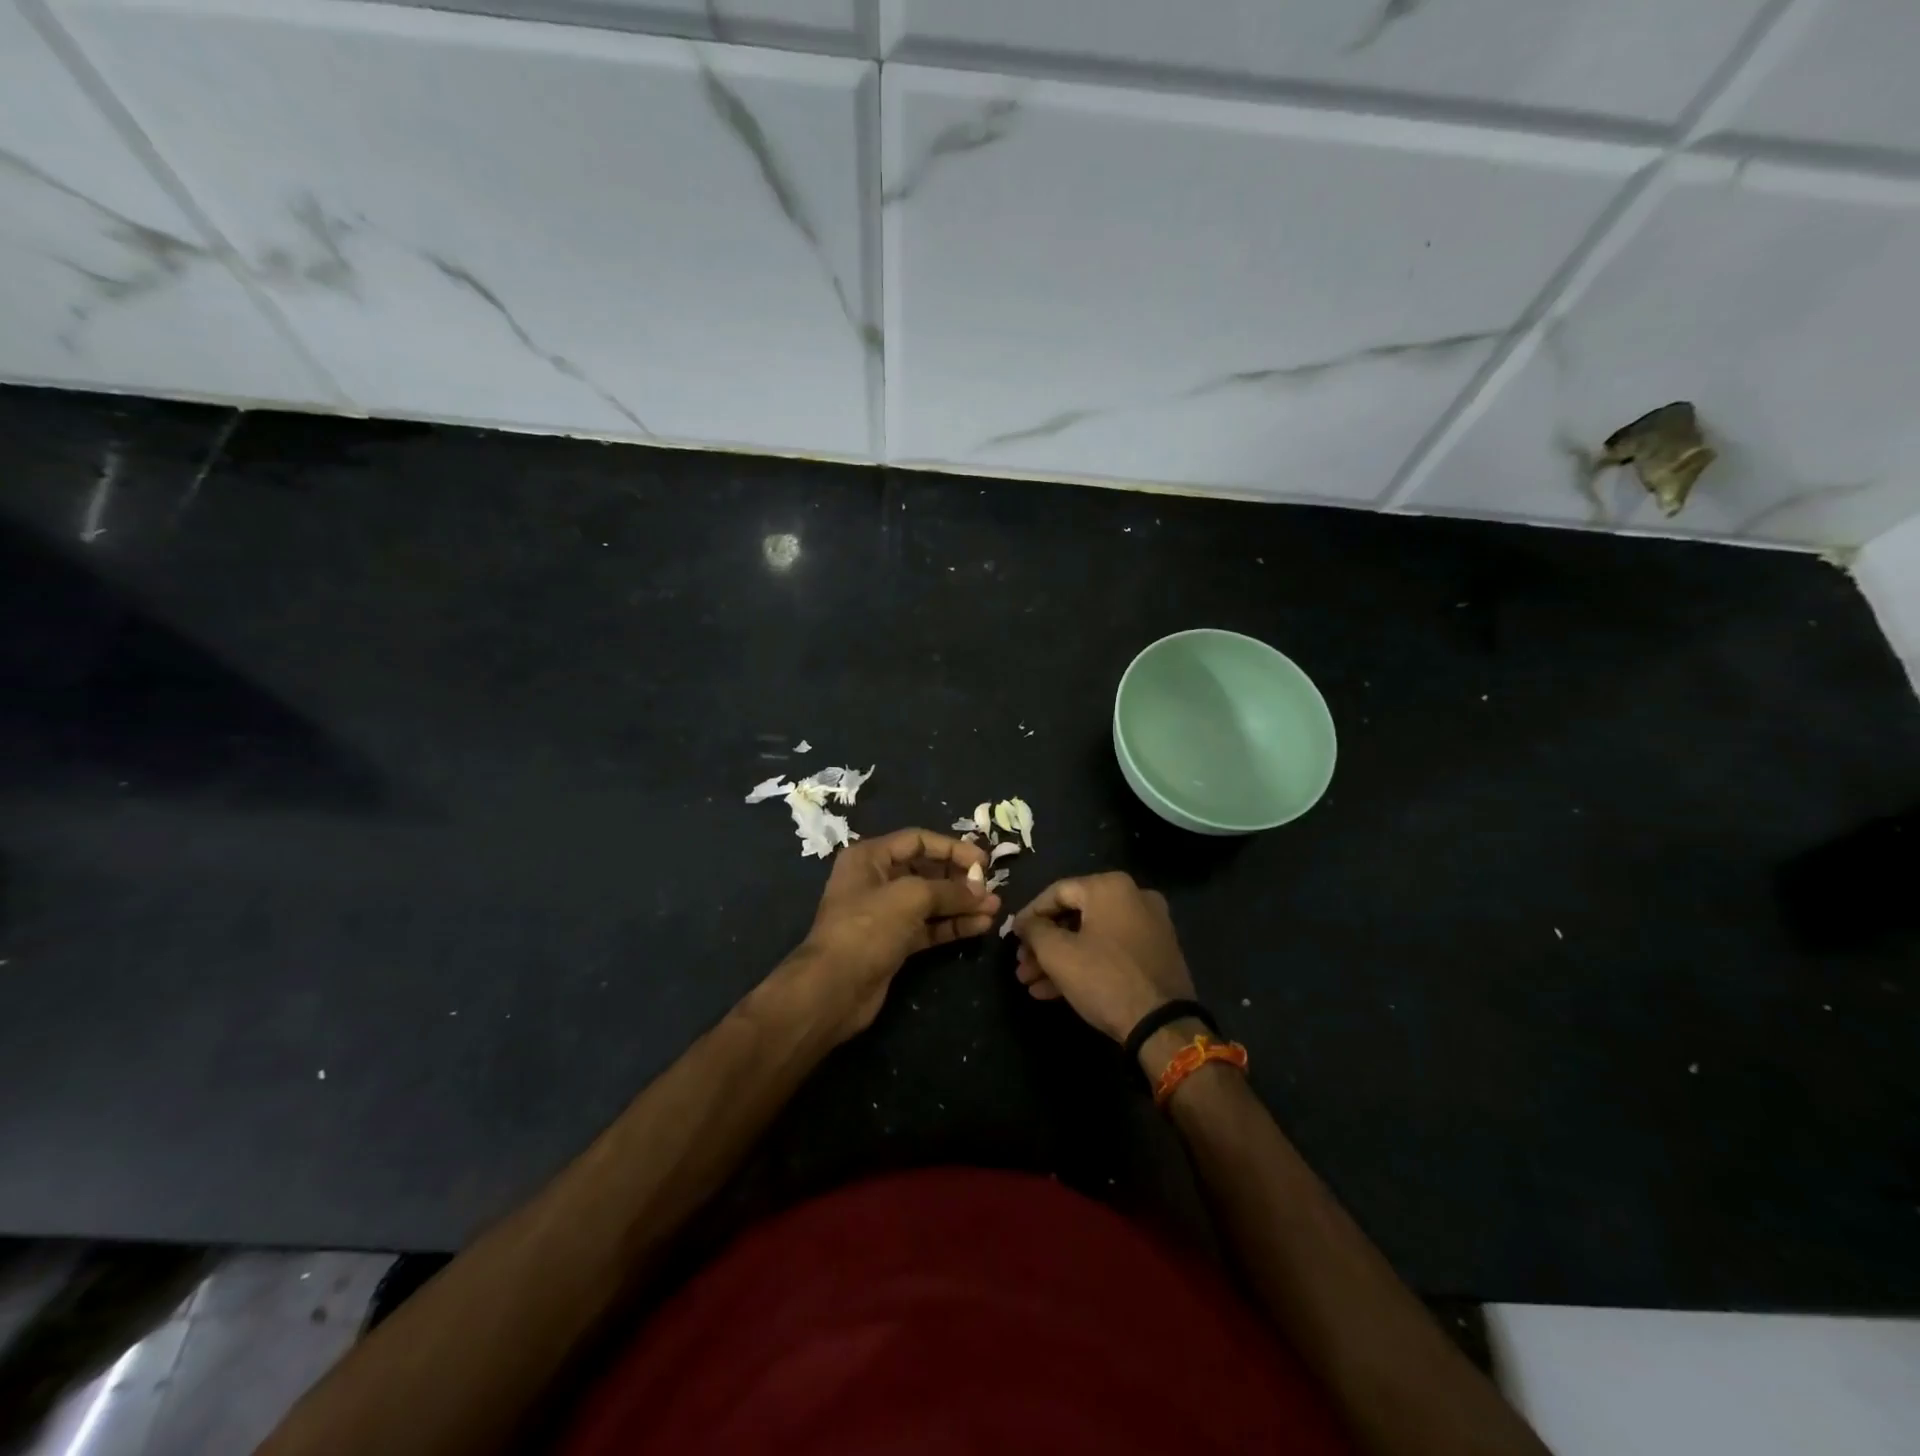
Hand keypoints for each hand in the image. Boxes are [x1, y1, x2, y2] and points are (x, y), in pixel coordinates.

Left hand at [789, 827, 999, 1042]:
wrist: (833, 988)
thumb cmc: (867, 928)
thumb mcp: (910, 897)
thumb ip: (949, 890)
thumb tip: (981, 891)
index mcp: (870, 857)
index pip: (918, 841)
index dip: (952, 848)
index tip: (983, 862)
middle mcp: (876, 880)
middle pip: (926, 870)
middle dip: (960, 879)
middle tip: (990, 888)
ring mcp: (885, 913)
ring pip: (930, 901)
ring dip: (961, 904)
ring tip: (994, 909)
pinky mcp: (894, 942)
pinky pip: (929, 926)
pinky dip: (953, 925)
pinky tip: (980, 926)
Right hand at [1011, 872, 1194, 1043]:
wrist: (1162, 1025)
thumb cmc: (1104, 978)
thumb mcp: (1057, 954)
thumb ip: (1034, 930)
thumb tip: (1026, 923)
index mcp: (1110, 887)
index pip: (1056, 892)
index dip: (1029, 915)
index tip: (1012, 937)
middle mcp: (1134, 896)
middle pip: (1074, 916)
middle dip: (1043, 944)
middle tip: (1022, 965)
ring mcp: (1149, 925)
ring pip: (1091, 936)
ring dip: (1060, 958)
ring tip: (1032, 983)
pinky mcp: (1156, 952)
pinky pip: (1111, 950)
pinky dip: (1085, 963)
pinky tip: (1055, 991)